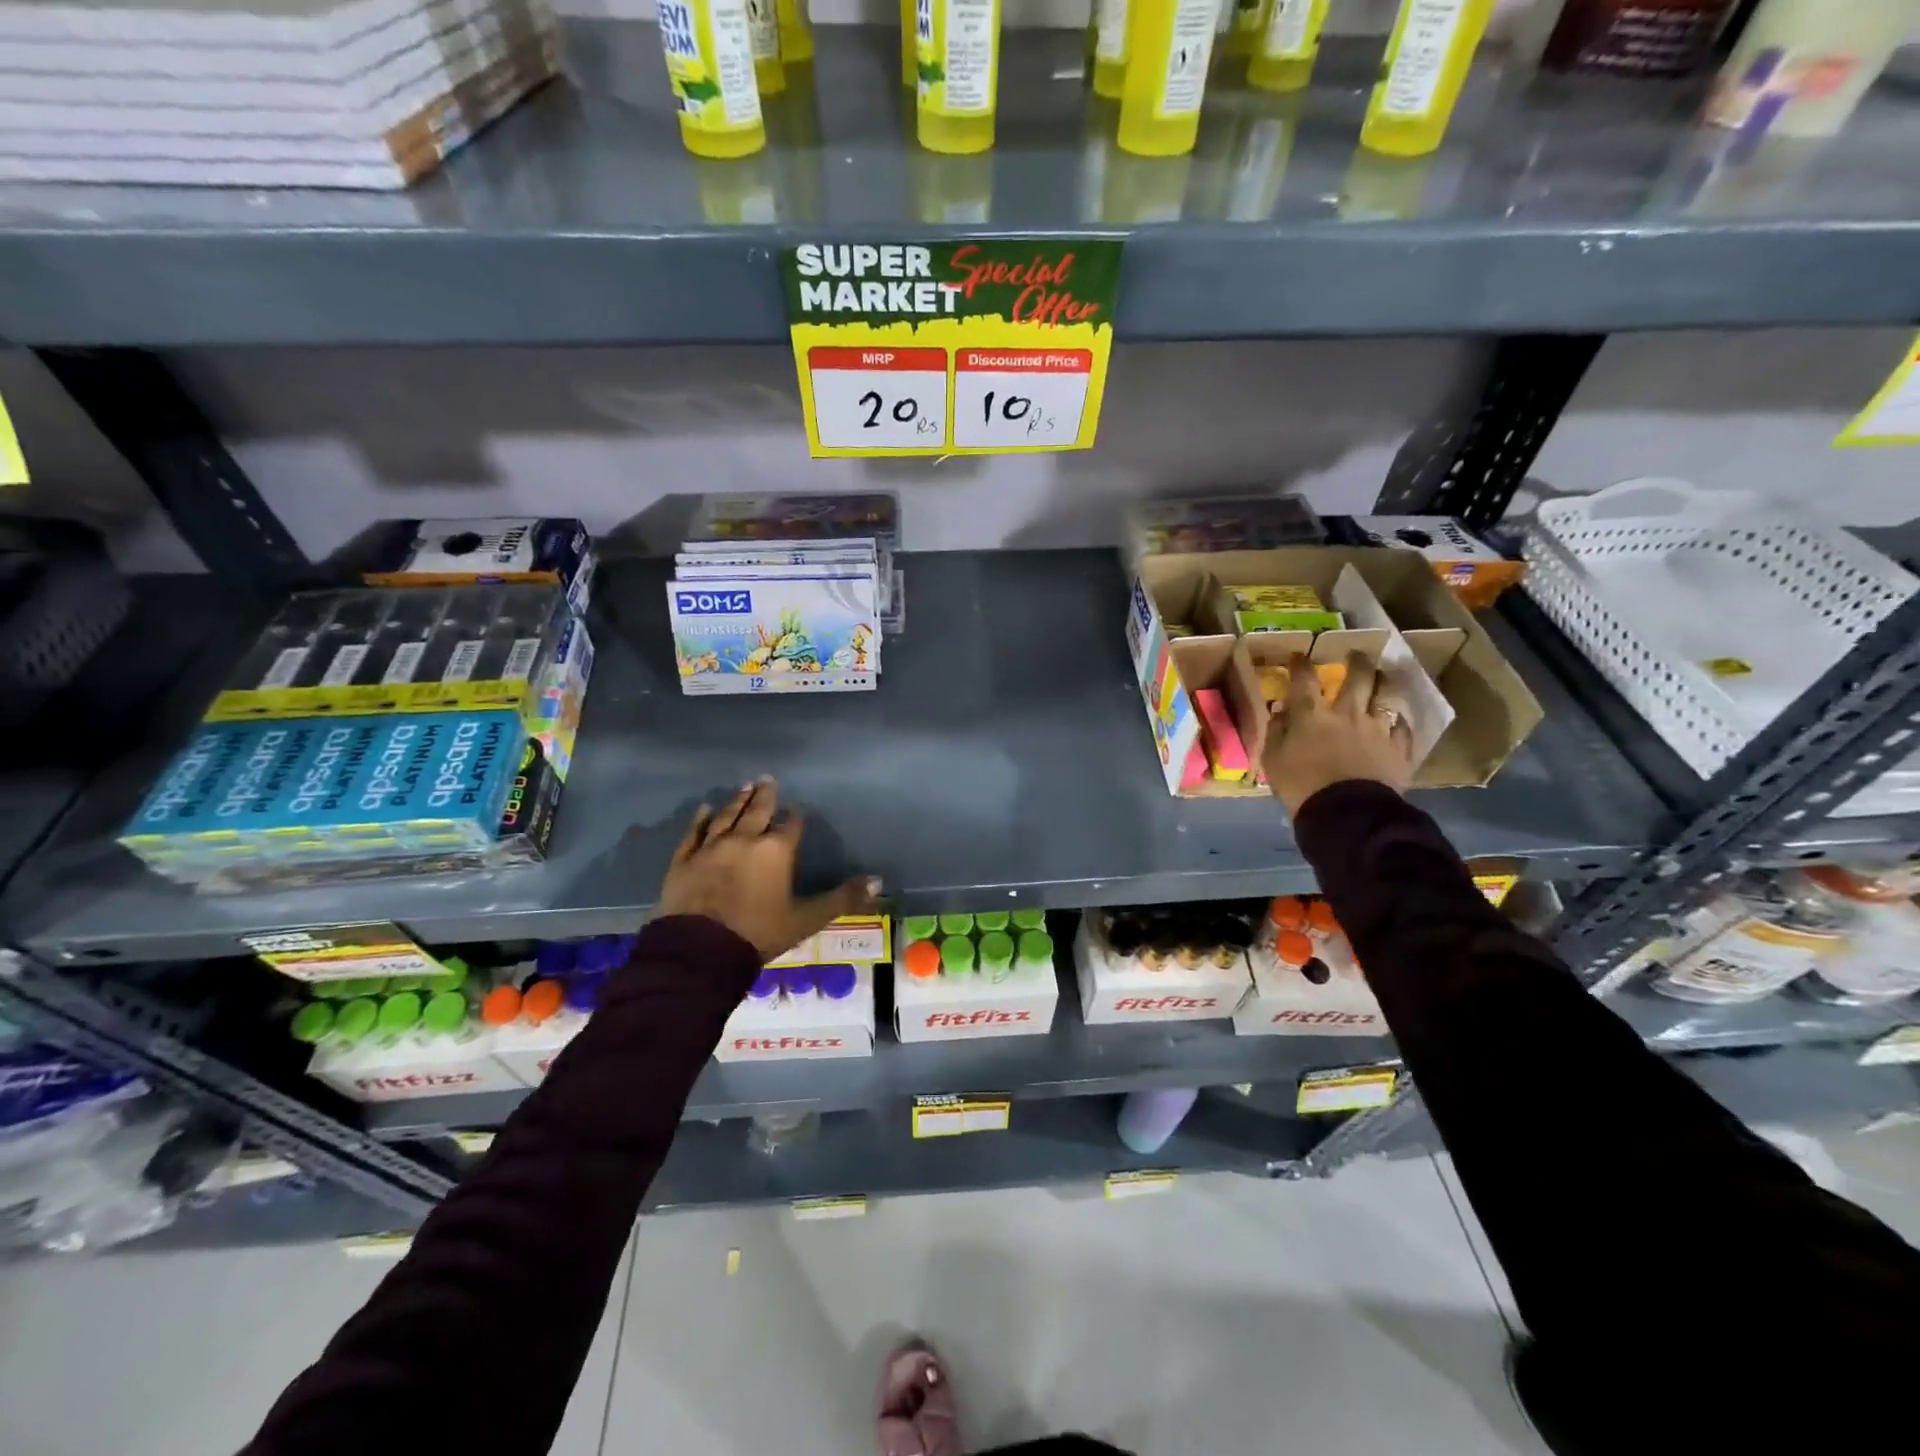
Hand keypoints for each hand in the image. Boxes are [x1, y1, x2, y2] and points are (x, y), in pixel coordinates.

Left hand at [657, 777, 880, 962]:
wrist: (701, 950)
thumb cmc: (759, 933)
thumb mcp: (808, 919)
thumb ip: (843, 898)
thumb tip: (878, 881)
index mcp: (776, 851)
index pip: (791, 826)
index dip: (796, 817)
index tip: (797, 809)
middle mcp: (745, 840)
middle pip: (758, 811)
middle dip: (765, 796)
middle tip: (767, 778)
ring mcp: (711, 847)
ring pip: (727, 816)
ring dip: (737, 801)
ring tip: (745, 786)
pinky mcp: (685, 860)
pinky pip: (695, 833)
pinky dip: (701, 819)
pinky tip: (705, 808)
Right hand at [1261, 652, 1413, 816]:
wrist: (1346, 814)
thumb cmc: (1301, 786)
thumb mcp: (1273, 760)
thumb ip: (1276, 732)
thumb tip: (1280, 711)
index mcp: (1311, 715)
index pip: (1304, 679)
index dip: (1300, 664)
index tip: (1299, 656)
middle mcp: (1346, 713)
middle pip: (1357, 677)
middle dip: (1357, 661)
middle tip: (1357, 653)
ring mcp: (1377, 728)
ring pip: (1386, 695)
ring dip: (1384, 683)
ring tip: (1383, 678)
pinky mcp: (1398, 748)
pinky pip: (1402, 727)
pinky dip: (1398, 721)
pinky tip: (1396, 720)